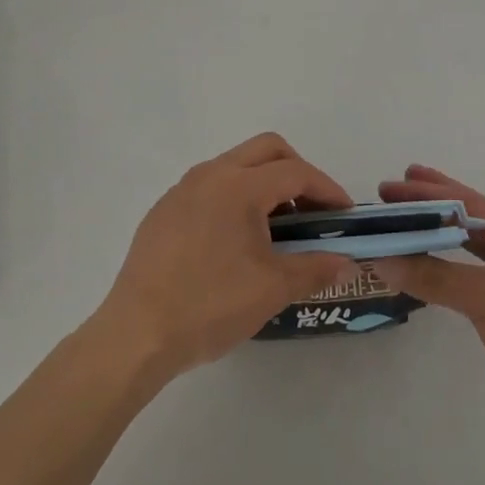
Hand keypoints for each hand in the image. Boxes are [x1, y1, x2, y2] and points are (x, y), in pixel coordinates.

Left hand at [94, 133, 352, 380]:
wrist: (136, 334)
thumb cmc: (210, 305)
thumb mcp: (272, 289)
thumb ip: (315, 268)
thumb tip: (347, 264)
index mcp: (239, 185)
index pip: (295, 172)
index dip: (327, 189)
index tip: (344, 215)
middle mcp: (210, 174)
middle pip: (267, 150)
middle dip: (297, 171)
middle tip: (312, 210)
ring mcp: (182, 189)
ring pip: (236, 164)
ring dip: (264, 183)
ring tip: (277, 228)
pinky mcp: (164, 210)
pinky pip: (210, 186)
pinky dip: (235, 197)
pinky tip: (235, 241)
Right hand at [375, 165, 484, 457]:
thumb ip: (433, 277)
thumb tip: (383, 259)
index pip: (469, 203)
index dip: (432, 190)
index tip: (398, 181)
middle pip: (466, 220)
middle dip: (431, 206)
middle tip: (392, 194)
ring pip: (465, 251)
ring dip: (434, 238)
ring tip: (402, 227)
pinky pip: (463, 281)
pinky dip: (440, 271)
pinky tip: (421, 271)